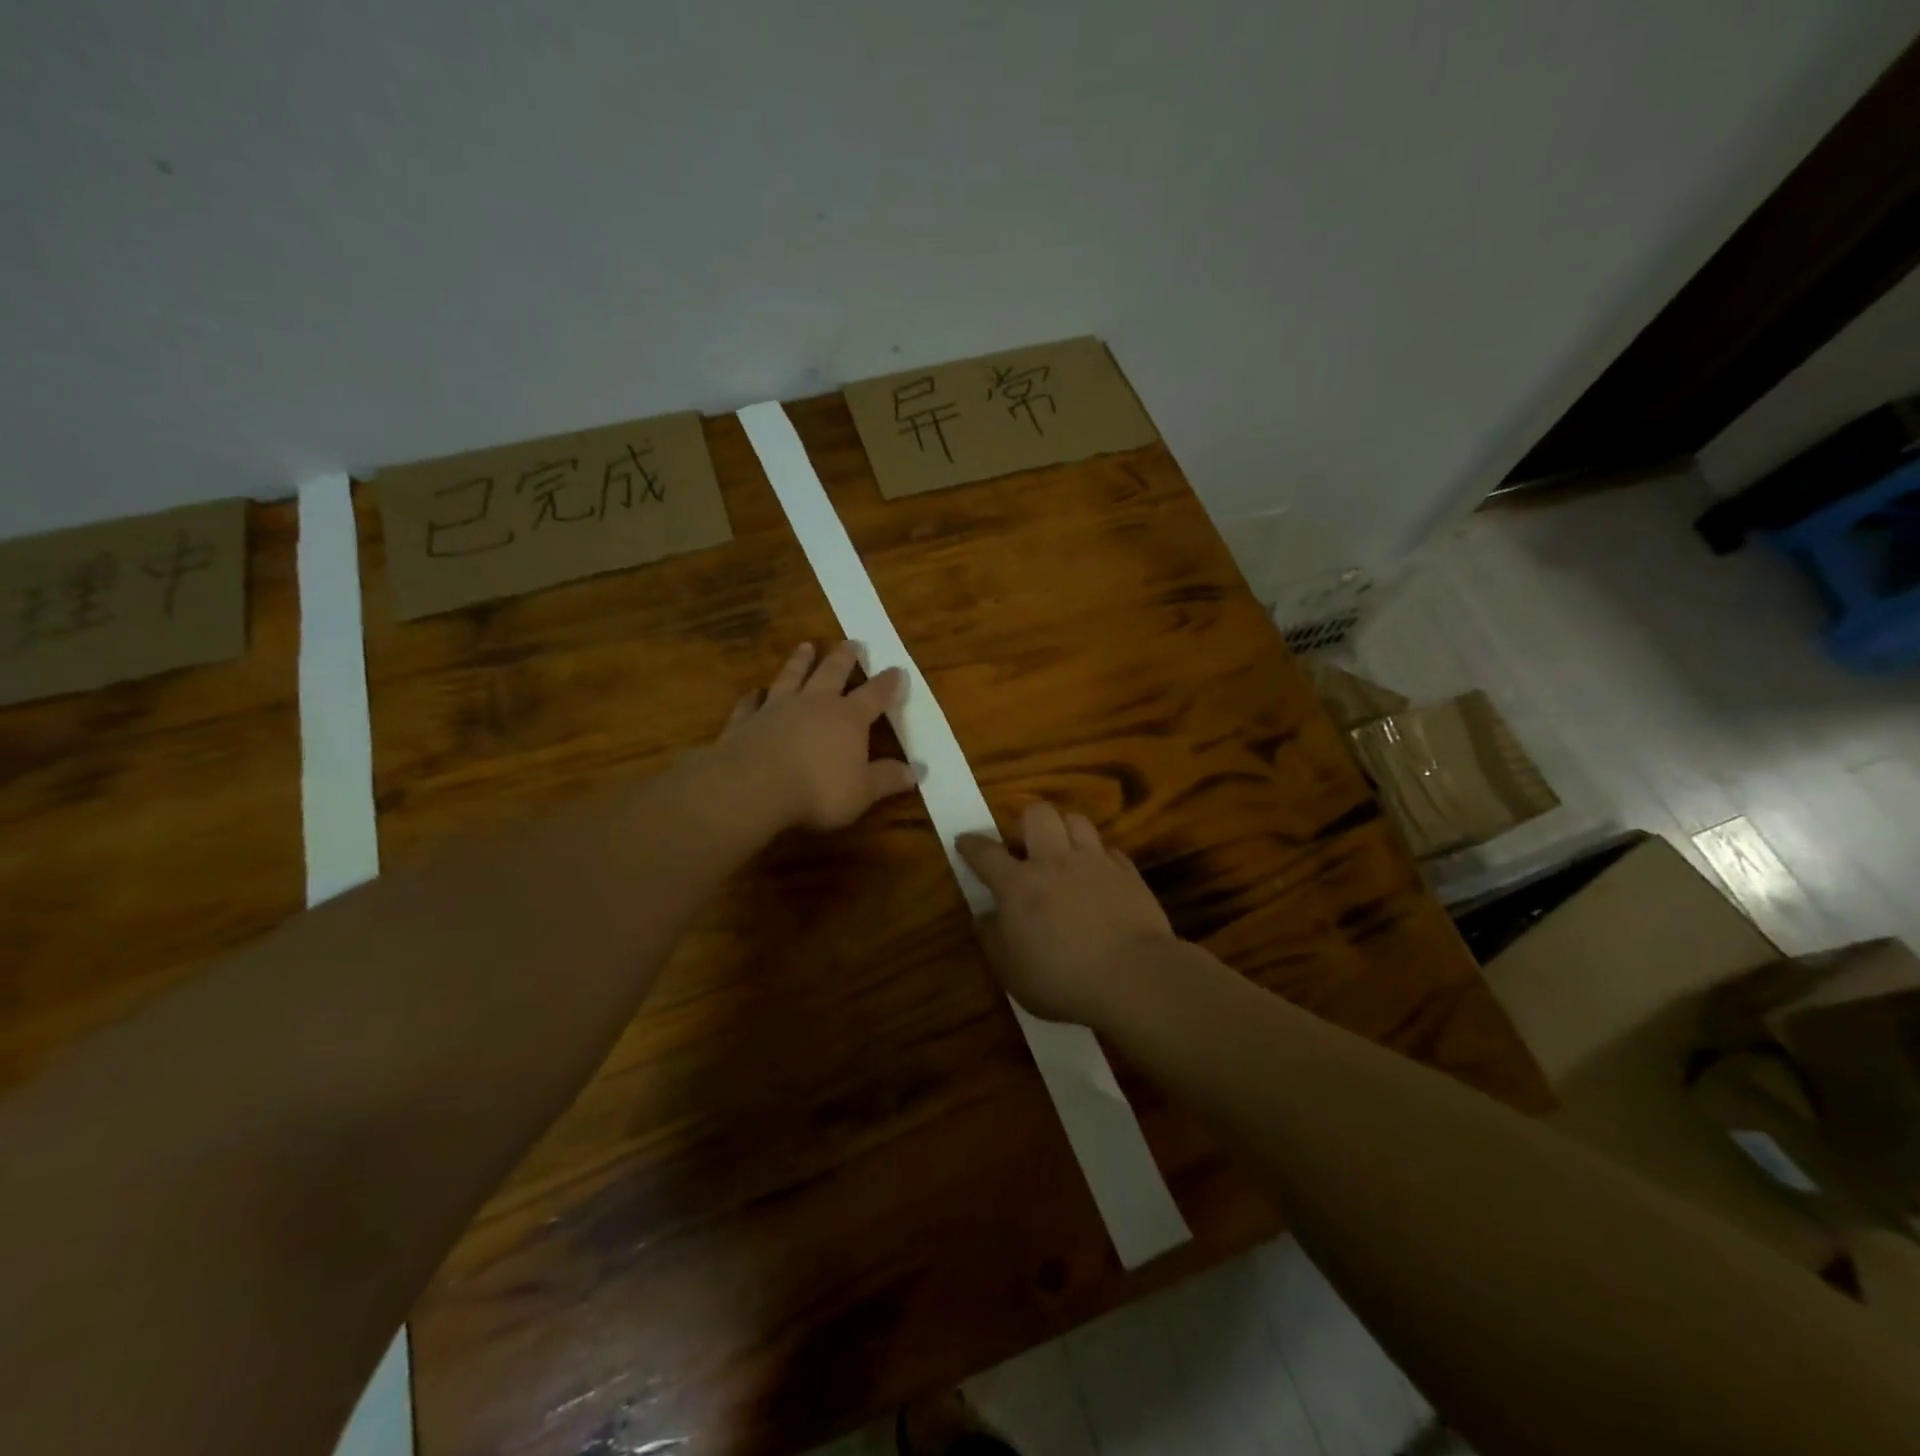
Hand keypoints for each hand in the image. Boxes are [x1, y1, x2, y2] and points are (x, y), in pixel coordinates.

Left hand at [714, 640, 922, 831]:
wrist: (753, 787)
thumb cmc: (818, 790)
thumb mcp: (863, 791)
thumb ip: (888, 779)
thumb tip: (919, 771)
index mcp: (848, 718)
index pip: (874, 695)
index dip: (888, 683)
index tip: (897, 669)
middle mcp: (814, 704)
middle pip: (832, 673)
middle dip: (844, 658)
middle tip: (852, 642)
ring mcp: (776, 708)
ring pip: (791, 677)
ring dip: (799, 662)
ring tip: (806, 646)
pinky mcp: (745, 721)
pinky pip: (751, 703)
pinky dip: (753, 696)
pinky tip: (754, 692)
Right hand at [956, 802, 1177, 1025]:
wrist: (1133, 977)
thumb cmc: (1062, 979)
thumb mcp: (1012, 972)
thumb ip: (993, 938)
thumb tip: (985, 916)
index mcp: (1019, 885)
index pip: (985, 852)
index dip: (971, 844)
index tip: (964, 841)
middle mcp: (1054, 861)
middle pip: (1037, 814)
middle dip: (1026, 823)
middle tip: (1026, 848)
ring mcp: (1095, 862)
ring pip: (1076, 820)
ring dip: (1065, 831)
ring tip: (1064, 853)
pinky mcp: (1128, 873)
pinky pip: (1109, 850)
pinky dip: (1099, 858)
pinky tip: (1099, 876)